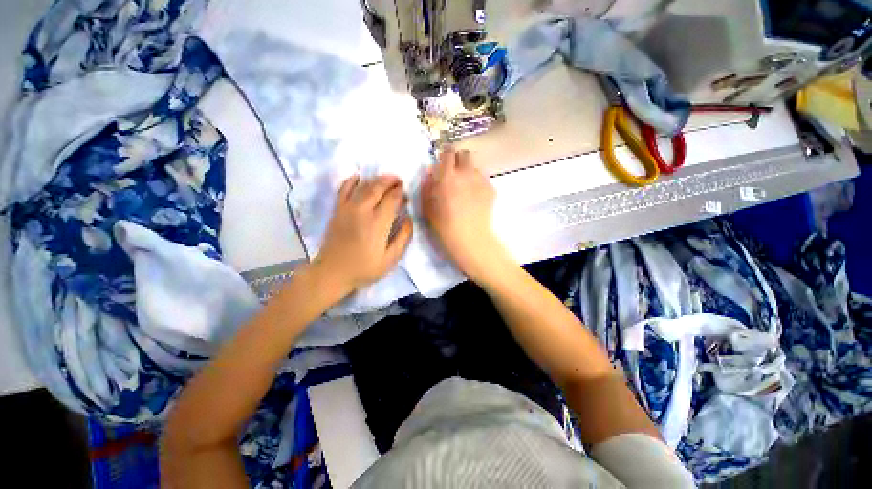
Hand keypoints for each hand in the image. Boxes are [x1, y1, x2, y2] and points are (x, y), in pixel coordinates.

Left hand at [312, 174, 412, 295]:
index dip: (400, 193)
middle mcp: (362, 211)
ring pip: (363, 186)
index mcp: (377, 224)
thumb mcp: (390, 259)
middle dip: (390, 181)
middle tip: (399, 180)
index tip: (406, 193)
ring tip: (386, 179)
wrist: (333, 272)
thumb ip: (403, 238)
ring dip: (376, 180)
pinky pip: (343, 189)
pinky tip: (358, 177)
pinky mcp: (337, 210)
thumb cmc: (364, 268)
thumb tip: (409, 219)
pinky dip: (351, 181)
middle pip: (377, 188)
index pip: (391, 199)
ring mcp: (347, 209)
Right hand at [421, 148, 509, 282]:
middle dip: (459, 160)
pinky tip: (475, 199)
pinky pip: (483, 180)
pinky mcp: (491, 190)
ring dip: (469, 172)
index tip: (442, 162)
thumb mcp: (427, 208)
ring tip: (465, 188)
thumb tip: (429, 172)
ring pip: (475, 167)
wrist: (470, 240)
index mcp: (447, 177)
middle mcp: (466, 174)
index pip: (448, 152)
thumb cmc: (444, 226)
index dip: (445, 155)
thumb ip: (427, 186)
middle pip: (465, 154)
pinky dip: (478, 184)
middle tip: (454, 174)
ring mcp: (481, 181)